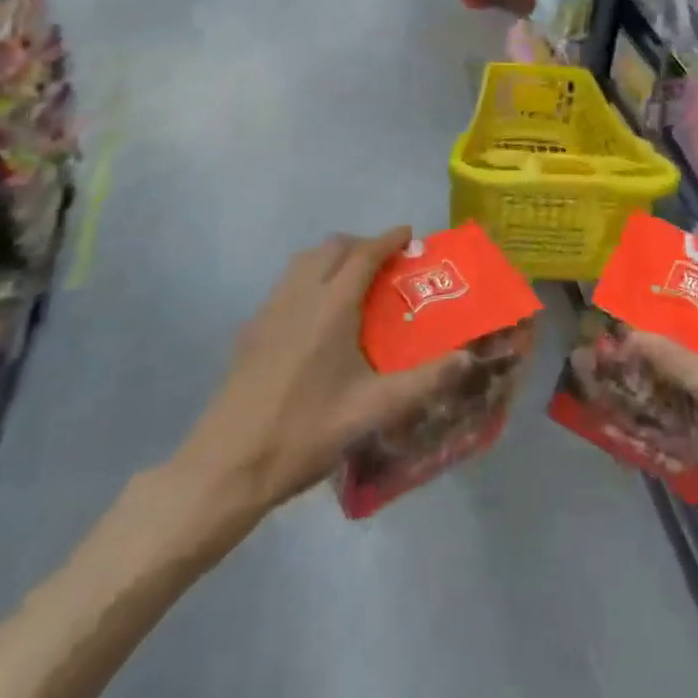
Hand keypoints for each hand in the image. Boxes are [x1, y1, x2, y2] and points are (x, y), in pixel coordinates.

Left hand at [179, 228, 462, 513]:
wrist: (229, 464)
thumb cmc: (306, 432)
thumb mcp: (373, 410)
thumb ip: (425, 381)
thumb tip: (468, 358)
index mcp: (332, 306)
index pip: (364, 254)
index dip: (388, 239)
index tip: (409, 234)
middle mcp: (300, 295)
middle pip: (332, 248)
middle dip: (361, 244)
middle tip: (386, 262)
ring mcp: (270, 310)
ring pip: (304, 262)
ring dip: (332, 258)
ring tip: (354, 282)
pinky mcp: (252, 329)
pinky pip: (287, 284)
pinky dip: (309, 278)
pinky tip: (317, 317)